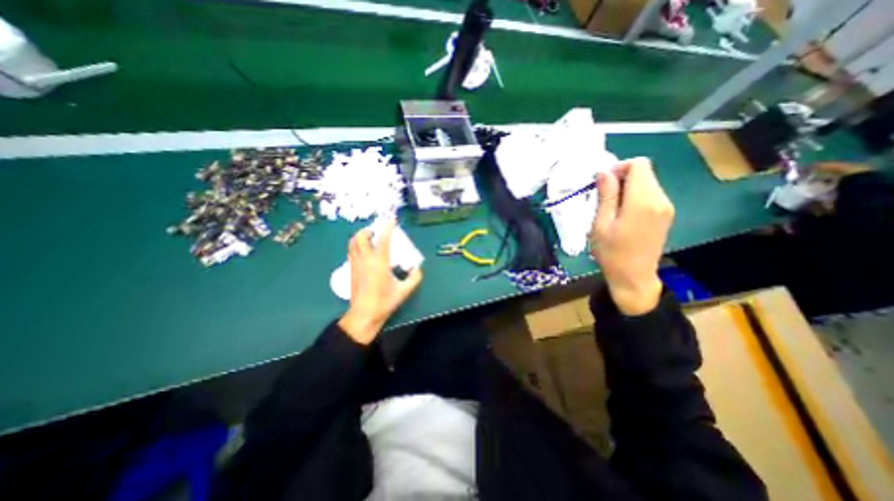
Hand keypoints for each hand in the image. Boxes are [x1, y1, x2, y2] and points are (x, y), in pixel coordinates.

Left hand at [337, 224, 423, 344]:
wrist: (364, 315)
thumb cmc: (384, 302)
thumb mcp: (404, 291)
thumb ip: (414, 278)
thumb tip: (418, 268)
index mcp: (379, 263)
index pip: (382, 240)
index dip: (387, 227)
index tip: (391, 221)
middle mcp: (365, 260)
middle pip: (361, 237)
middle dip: (369, 230)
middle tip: (378, 232)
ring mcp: (356, 264)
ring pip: (353, 242)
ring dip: (361, 236)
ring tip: (371, 239)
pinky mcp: (351, 269)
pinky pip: (352, 251)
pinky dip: (357, 245)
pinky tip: (365, 252)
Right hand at [592, 159, 673, 314]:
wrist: (633, 277)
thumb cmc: (612, 252)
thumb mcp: (601, 224)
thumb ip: (606, 195)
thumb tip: (605, 172)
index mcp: (643, 201)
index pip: (639, 164)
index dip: (619, 168)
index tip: (603, 184)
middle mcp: (660, 199)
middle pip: (644, 172)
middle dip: (622, 178)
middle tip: (603, 197)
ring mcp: (666, 207)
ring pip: (647, 182)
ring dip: (627, 188)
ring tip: (611, 208)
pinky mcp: (665, 214)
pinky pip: (650, 195)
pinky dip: (634, 197)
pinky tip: (622, 214)